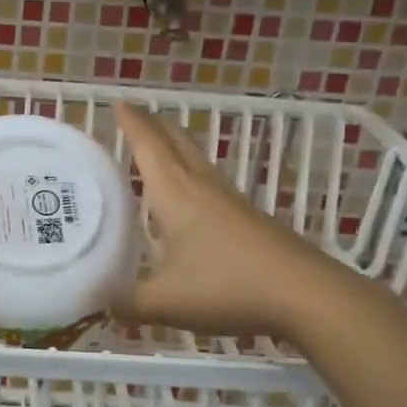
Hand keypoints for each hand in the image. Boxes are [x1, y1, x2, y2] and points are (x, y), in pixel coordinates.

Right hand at [115, 103, 346, 337]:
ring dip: (176, 147)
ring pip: (198, 160)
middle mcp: (202, 187)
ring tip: (158, 150)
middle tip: (134, 118)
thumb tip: (100, 305)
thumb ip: (127, 303)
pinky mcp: (250, 218)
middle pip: (177, 142)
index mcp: (175, 194)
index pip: (148, 146)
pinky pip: (212, 183)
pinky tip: (191, 199)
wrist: (305, 295)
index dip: (131, 123)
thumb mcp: (166, 302)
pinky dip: (192, 176)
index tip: (117, 101)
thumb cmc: (227, 288)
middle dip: (154, 125)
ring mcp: (231, 201)